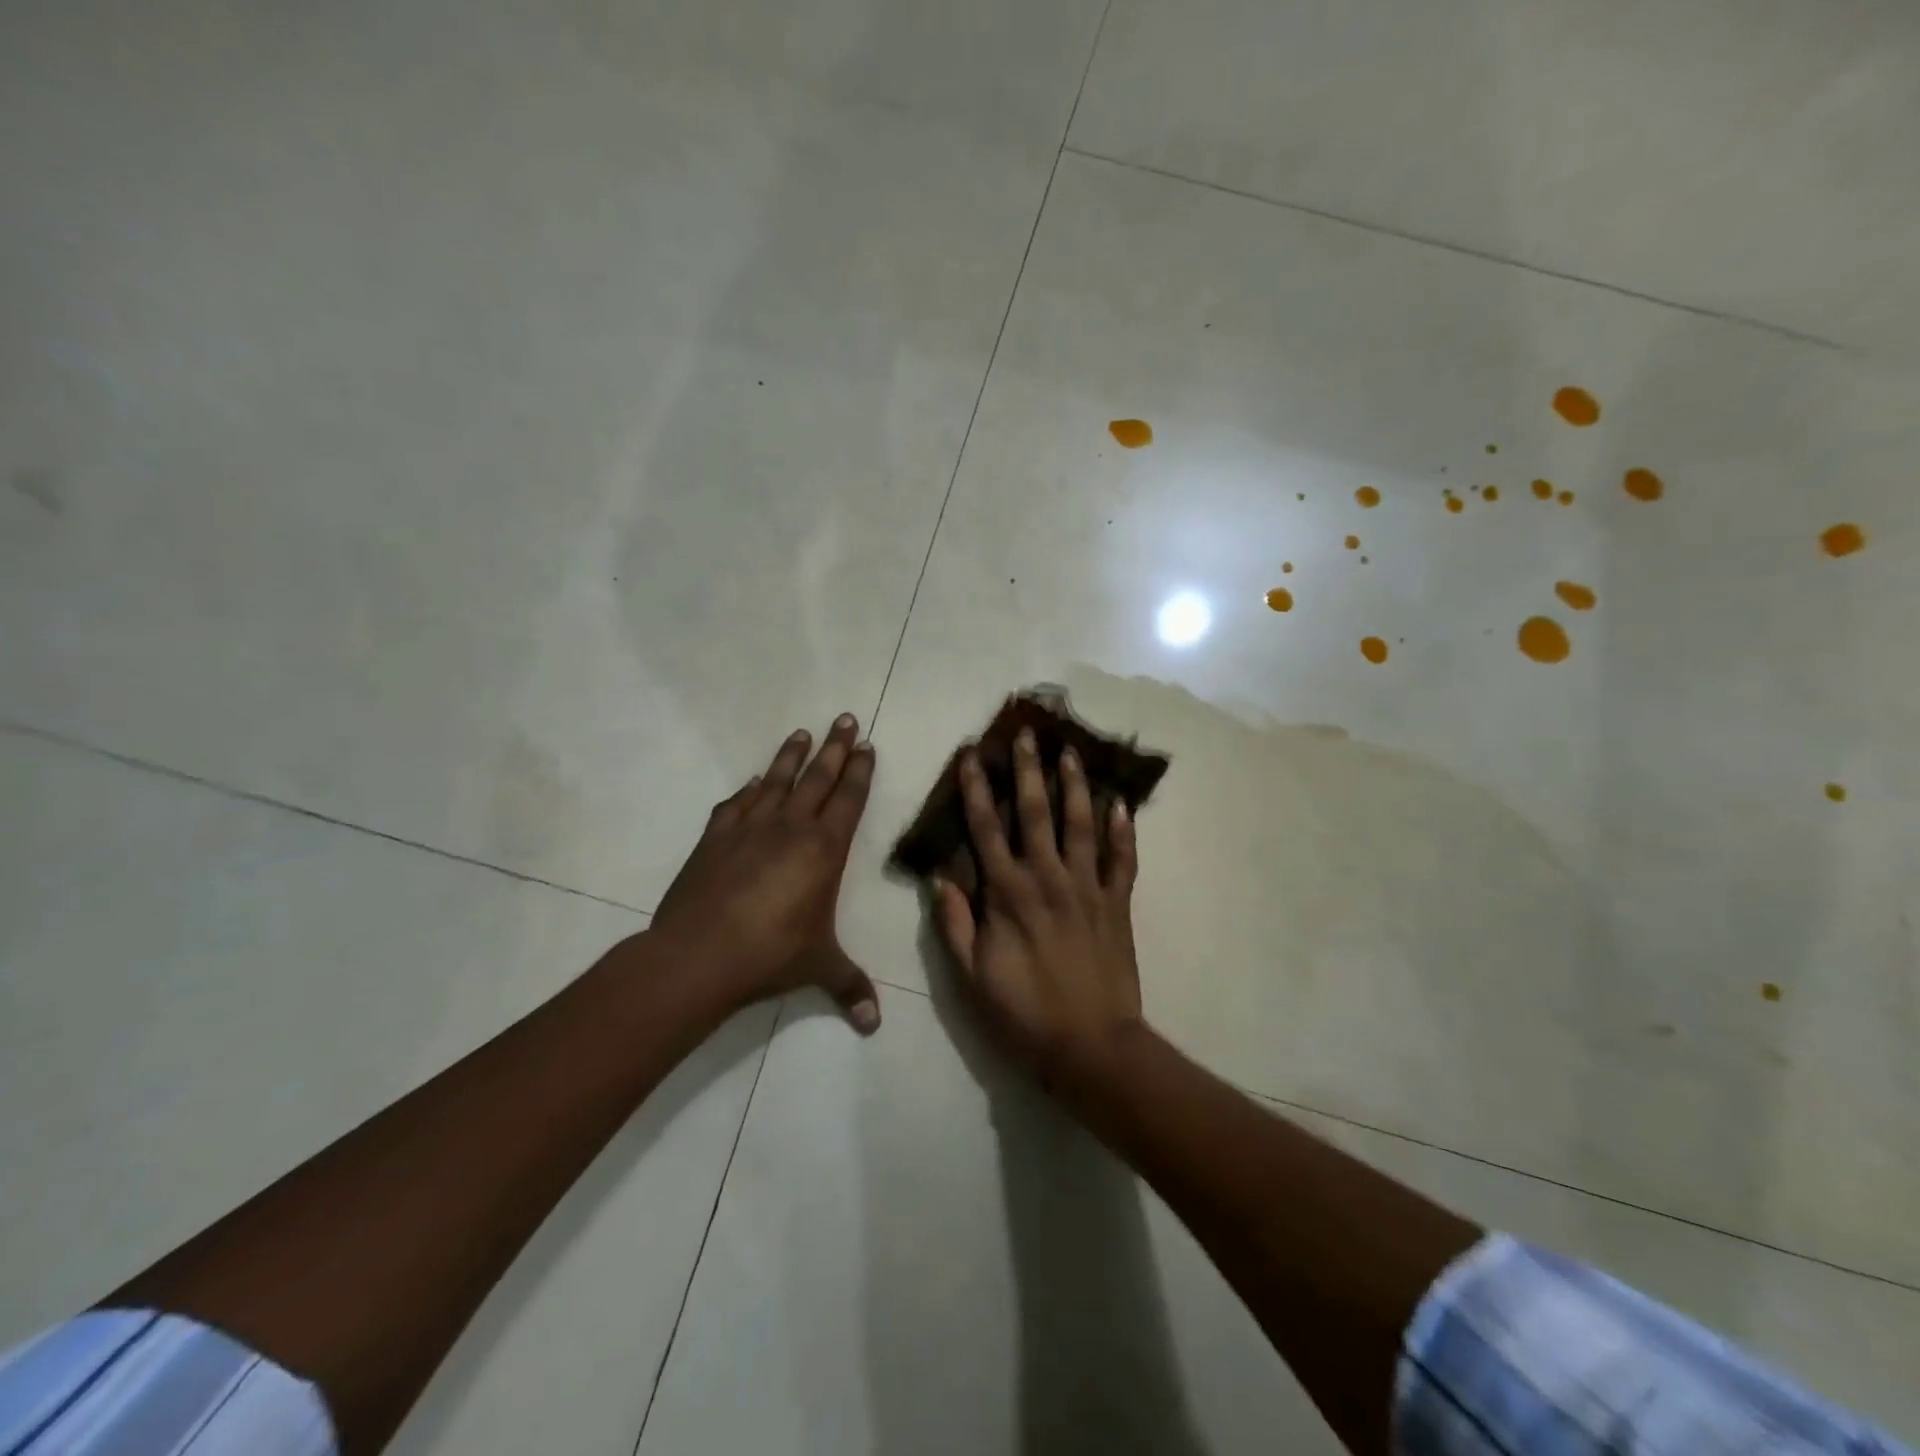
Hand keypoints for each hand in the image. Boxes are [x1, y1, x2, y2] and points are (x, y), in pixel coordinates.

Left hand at [650, 715, 881, 1032]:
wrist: (699, 955)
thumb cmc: (771, 955)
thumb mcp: (818, 968)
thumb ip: (849, 988)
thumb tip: (874, 1025)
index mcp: (824, 849)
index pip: (849, 798)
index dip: (860, 771)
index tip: (866, 745)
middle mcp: (791, 827)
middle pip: (818, 777)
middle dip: (835, 747)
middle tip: (845, 718)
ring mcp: (749, 828)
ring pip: (776, 780)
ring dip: (791, 756)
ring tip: (802, 733)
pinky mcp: (715, 838)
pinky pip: (735, 804)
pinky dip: (746, 789)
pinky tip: (751, 780)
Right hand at [934, 727, 1144, 1091]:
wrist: (1090, 1046)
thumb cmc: (1023, 1013)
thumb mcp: (972, 976)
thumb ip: (955, 924)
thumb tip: (940, 878)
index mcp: (1007, 894)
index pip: (985, 829)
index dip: (975, 790)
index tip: (971, 756)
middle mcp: (1047, 878)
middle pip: (1035, 813)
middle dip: (1028, 770)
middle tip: (1027, 734)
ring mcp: (1087, 888)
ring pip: (1081, 825)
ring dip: (1075, 786)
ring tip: (1071, 752)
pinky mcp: (1117, 903)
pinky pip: (1122, 860)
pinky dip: (1123, 831)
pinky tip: (1122, 804)